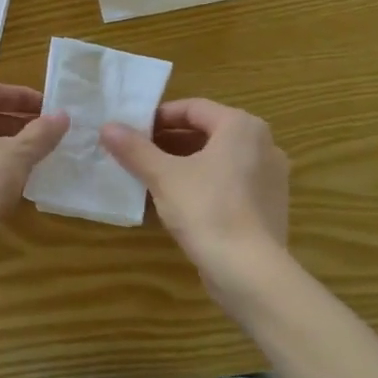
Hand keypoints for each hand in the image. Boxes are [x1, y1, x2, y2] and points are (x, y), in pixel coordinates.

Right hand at [100, 99, 289, 285]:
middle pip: (207, 132)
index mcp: (241, 126)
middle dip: (169, 141)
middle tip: (137, 153)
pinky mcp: (268, 205)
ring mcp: (270, 176)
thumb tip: (107, 126)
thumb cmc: (206, 209)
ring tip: (152, 176)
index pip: (193, 108)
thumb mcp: (163, 176)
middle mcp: (263, 143)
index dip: (158, 117)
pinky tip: (178, 201)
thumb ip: (134, 149)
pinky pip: (230, 182)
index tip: (132, 132)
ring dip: (184, 162)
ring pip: (218, 158)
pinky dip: (204, 183)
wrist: (248, 269)